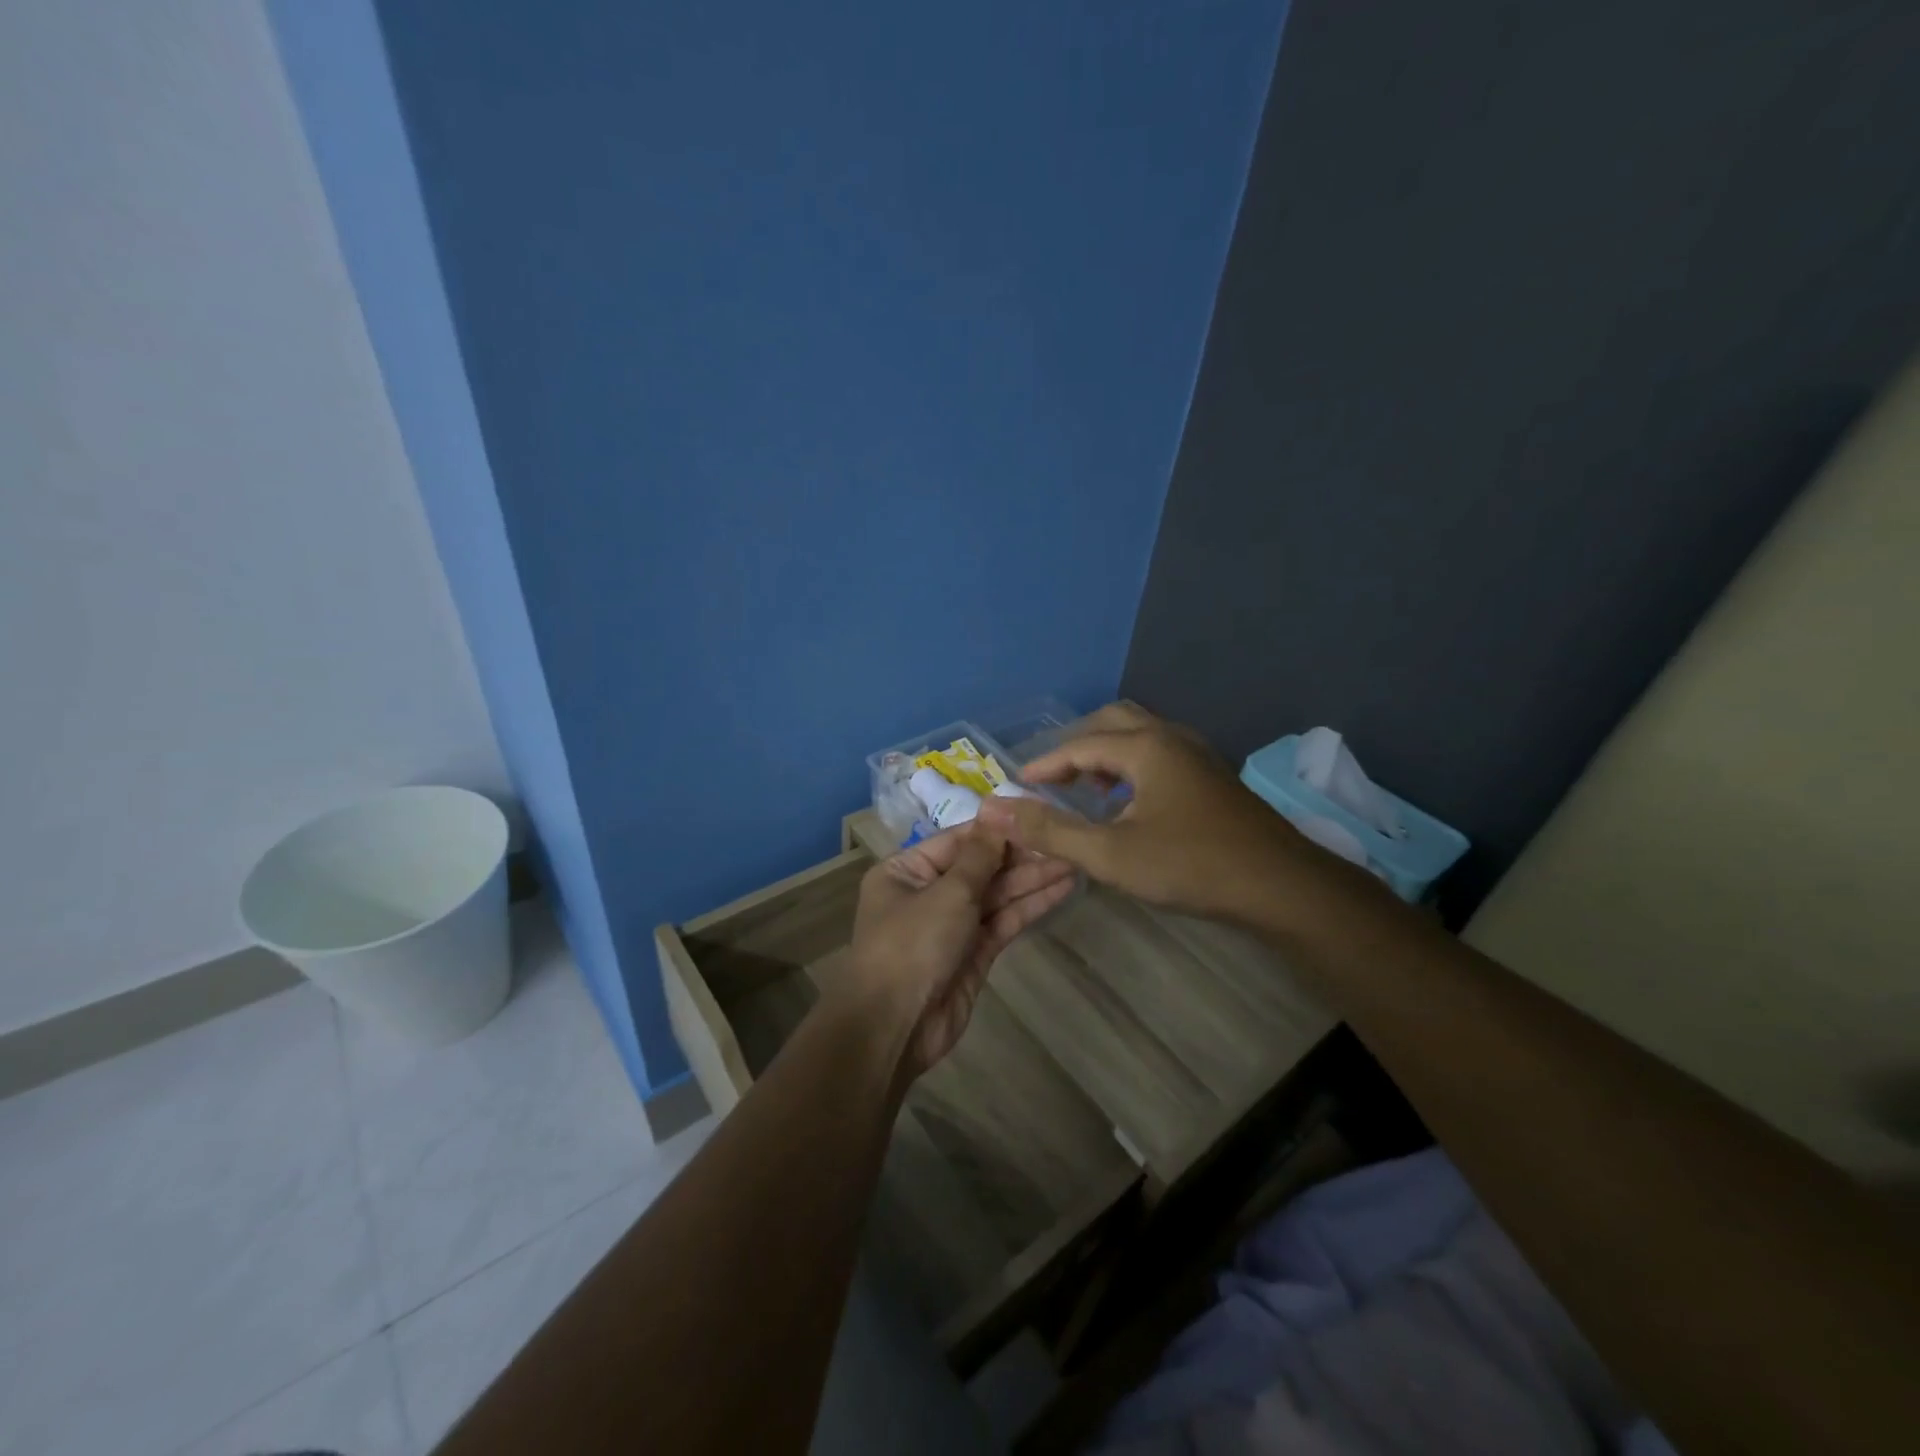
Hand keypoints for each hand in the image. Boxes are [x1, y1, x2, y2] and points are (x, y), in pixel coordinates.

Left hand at [842, 822, 1075, 1078]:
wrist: (896, 1026)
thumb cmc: (912, 945)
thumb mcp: (947, 892)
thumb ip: (979, 855)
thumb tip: (995, 811)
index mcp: (907, 870)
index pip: (958, 841)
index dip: (998, 829)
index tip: (1036, 816)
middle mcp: (928, 892)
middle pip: (980, 867)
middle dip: (1021, 856)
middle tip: (1065, 840)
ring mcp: (953, 924)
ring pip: (996, 894)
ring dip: (1032, 879)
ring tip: (1073, 860)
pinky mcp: (974, 953)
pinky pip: (1003, 921)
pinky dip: (1030, 906)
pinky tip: (1061, 889)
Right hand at [976, 701, 1323, 923]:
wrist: (1282, 887)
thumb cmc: (1191, 865)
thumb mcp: (1110, 854)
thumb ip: (1050, 831)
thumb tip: (994, 810)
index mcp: (1145, 746)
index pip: (1079, 744)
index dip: (1043, 764)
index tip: (1016, 786)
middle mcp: (1171, 737)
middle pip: (1112, 722)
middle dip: (1076, 747)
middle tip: (1051, 781)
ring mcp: (1198, 755)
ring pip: (1140, 736)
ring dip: (1105, 756)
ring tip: (1085, 792)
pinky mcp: (1213, 777)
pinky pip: (1159, 755)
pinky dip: (1131, 768)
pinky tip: (1128, 805)